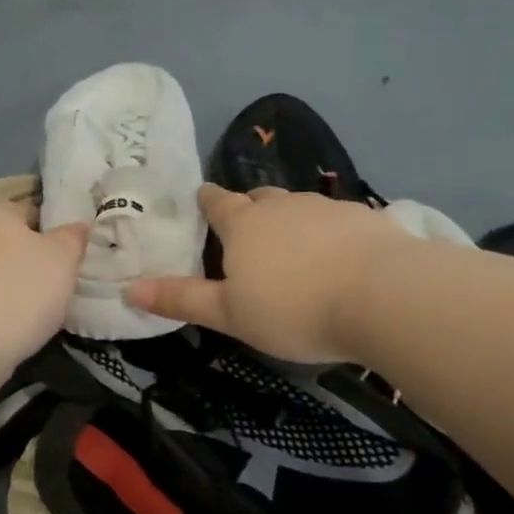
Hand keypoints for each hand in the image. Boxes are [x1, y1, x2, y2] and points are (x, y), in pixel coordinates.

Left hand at [0, 199, 88, 369]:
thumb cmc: (19, 289)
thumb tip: (77, 227)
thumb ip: (74, 238)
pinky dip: (5, 312)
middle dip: (38, 262)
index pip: (34, 211)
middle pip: (15, 245)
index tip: (78, 253)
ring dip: (21, 290)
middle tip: (68, 283)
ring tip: (50, 311)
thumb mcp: (62, 257)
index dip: (59, 230)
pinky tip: (24, 328)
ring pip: (1, 276)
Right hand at [127, 185, 405, 361]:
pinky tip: (336, 256)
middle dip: (248, 209)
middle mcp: (281, 205)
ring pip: (297, 206)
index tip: (202, 200)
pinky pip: (334, 219)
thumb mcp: (229, 314)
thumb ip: (181, 300)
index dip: (206, 201)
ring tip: (292, 247)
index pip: (216, 201)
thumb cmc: (294, 308)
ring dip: (289, 220)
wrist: (383, 296)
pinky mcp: (363, 218)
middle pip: (257, 198)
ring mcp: (325, 207)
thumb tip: (130, 289)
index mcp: (243, 224)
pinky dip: (327, 232)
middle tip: (245, 230)